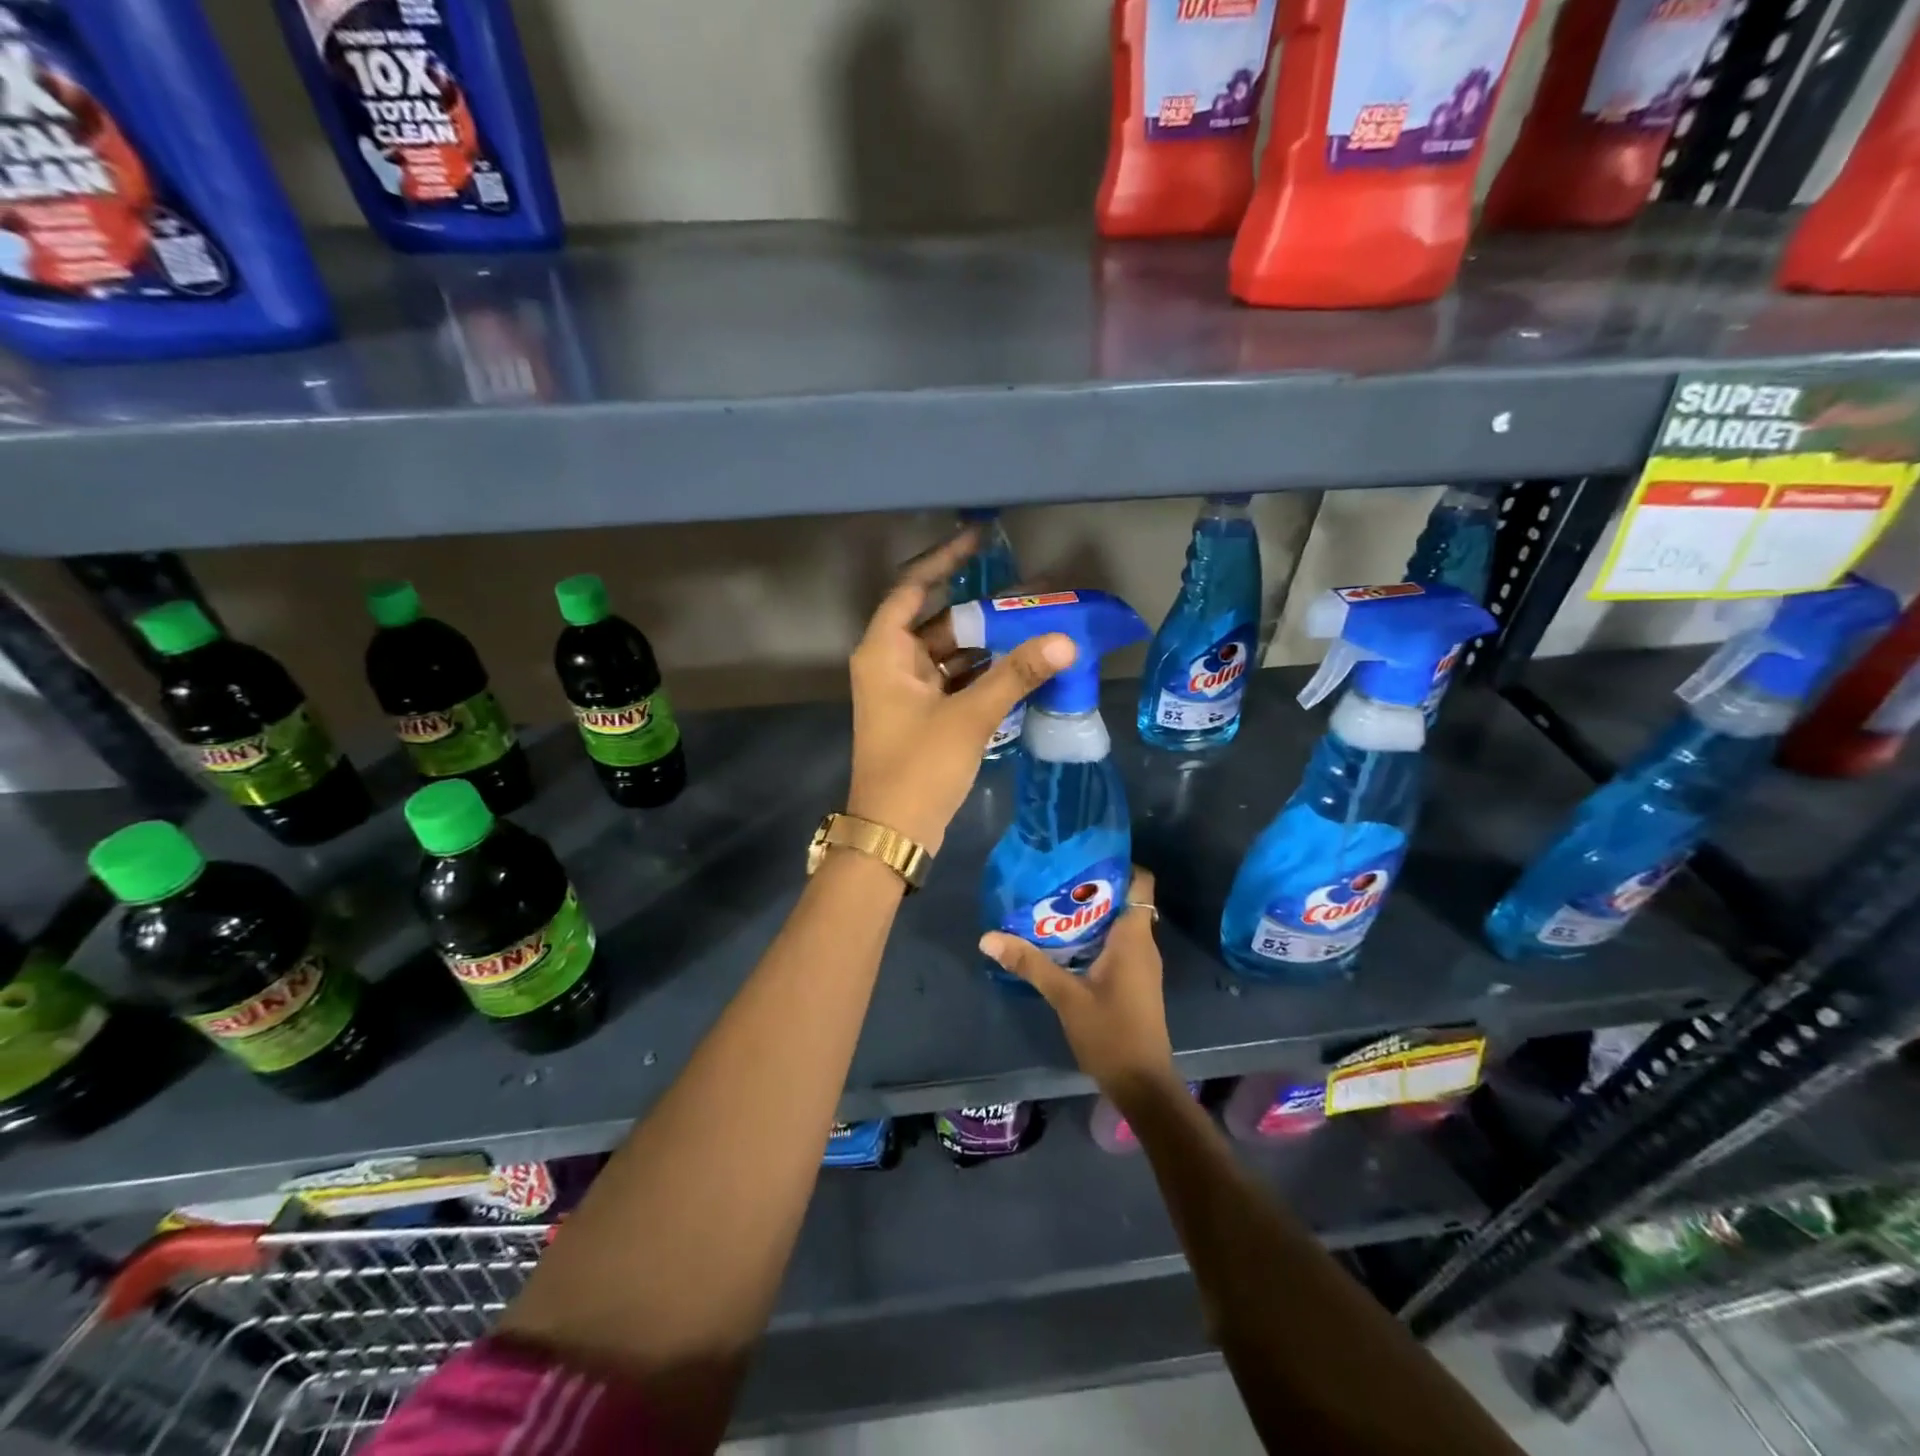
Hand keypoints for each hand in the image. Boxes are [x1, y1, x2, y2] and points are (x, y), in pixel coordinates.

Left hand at [846, 530, 1074, 854]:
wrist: (894, 833)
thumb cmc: (919, 767)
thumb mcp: (969, 716)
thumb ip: (1016, 675)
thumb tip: (1065, 640)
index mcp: (884, 651)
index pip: (912, 588)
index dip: (944, 560)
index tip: (979, 538)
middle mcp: (890, 663)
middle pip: (938, 621)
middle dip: (984, 610)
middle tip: (1031, 592)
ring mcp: (906, 691)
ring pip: (951, 653)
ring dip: (989, 644)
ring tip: (1037, 626)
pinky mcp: (922, 715)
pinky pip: (956, 681)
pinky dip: (984, 674)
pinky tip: (1022, 666)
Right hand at [979, 867, 1177, 1102]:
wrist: (1142, 1085)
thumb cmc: (1111, 1033)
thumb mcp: (1065, 996)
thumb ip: (1030, 963)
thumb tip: (988, 937)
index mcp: (1134, 938)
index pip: (1141, 882)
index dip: (1119, 863)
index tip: (1083, 856)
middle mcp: (1142, 944)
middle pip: (1123, 899)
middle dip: (1091, 887)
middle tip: (1053, 878)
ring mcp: (1140, 964)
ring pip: (1118, 923)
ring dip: (1090, 913)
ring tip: (1051, 904)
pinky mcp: (1133, 980)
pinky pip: (1116, 944)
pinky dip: (1093, 936)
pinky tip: (1062, 941)